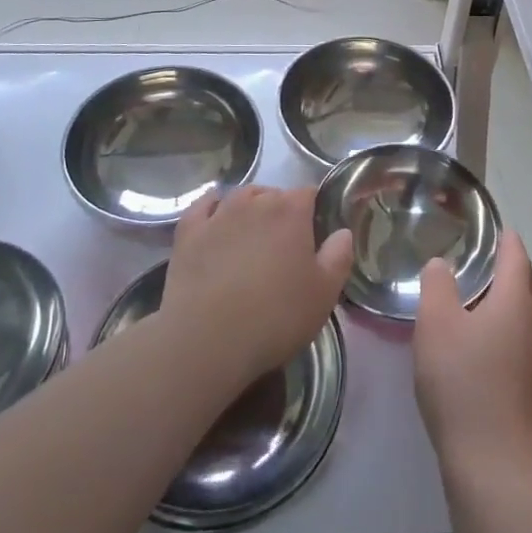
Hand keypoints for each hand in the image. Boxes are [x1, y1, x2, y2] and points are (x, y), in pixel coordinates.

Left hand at [162, 185, 352, 388]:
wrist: (207, 339)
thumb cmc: (275, 316)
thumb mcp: (324, 294)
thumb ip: (338, 257)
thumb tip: (342, 232)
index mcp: (291, 211)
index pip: (309, 193)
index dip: (313, 212)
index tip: (314, 237)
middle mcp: (255, 201)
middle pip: (274, 194)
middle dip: (281, 212)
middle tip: (283, 248)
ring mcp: (219, 213)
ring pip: (240, 196)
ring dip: (250, 208)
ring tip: (251, 236)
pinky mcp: (189, 231)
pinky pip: (204, 206)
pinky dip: (212, 208)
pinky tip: (215, 219)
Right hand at [414, 228, 531, 482]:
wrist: (494, 465)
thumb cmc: (462, 383)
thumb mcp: (435, 324)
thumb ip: (436, 285)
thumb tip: (442, 264)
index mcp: (516, 302)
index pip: (517, 256)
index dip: (506, 239)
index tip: (495, 226)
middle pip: (530, 285)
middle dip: (514, 267)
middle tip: (488, 260)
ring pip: (531, 316)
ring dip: (514, 300)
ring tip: (484, 299)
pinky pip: (526, 343)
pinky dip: (511, 330)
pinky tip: (487, 346)